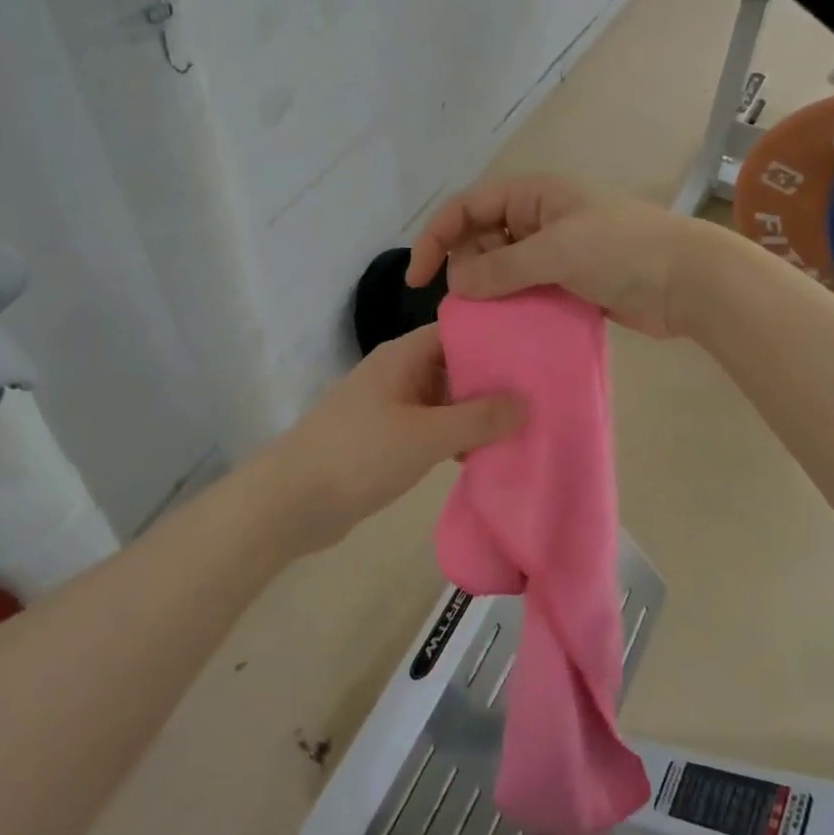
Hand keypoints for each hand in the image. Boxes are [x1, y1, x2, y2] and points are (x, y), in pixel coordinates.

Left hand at [261, 325, 523, 553]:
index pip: (458, 331)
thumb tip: (527, 402)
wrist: (291, 503)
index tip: (538, 351)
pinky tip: (485, 455)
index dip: (495, 337)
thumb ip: (478, 419)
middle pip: (454, 366)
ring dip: (476, 414)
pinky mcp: (386, 440)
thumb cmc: (359, 455)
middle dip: (492, 381)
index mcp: (403, 356)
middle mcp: (398, 374)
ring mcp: (390, 408)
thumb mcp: (425, 435)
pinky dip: (455, 438)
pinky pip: (431, 429)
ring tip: (525, 427)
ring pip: (444, 401)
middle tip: (542, 395)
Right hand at [406, 175, 710, 337]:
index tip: (418, 278)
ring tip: (482, 318)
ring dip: (487, 289)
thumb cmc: (622, 250)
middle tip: (466, 301)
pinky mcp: (568, 282)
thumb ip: (501, 267)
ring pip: (501, 267)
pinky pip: (525, 290)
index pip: (467, 207)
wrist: (688, 281)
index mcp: (532, 194)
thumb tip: (456, 283)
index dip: (436, 237)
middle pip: (480, 237)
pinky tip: (505, 327)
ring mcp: (554, 251)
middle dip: (464, 266)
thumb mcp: (556, 250)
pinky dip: (511, 305)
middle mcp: (538, 217)